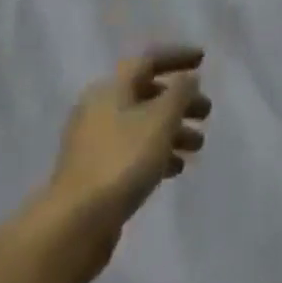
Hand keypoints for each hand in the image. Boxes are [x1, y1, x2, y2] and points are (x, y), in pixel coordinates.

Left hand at [37, 45, 210, 270]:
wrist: (75, 225)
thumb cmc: (122, 160)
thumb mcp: (161, 119)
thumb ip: (180, 93)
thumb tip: (188, 80)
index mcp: (111, 88)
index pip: (149, 60)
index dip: (177, 57)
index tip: (203, 60)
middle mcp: (100, 109)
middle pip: (147, 94)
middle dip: (180, 101)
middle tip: (206, 112)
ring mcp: (95, 143)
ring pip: (142, 125)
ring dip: (173, 130)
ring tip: (198, 146)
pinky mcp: (95, 174)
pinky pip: (133, 152)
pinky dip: (157, 153)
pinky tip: (175, 168)